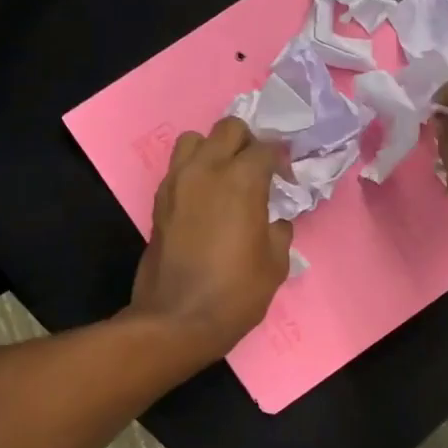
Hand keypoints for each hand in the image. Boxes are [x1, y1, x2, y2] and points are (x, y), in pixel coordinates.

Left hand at [130, 117, 291, 360]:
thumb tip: (275, 218)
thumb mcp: (275, 263)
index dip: (282, 160)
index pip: (267, 148)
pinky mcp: (160, 201)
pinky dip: (195, 170)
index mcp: (242, 180)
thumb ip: (279, 229)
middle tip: (259, 169)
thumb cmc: (235, 292)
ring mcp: (177, 182)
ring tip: (227, 175)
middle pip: (229, 128)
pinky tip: (207, 197)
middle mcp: (207, 170)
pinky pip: (179, 167)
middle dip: (249, 142)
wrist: (177, 319)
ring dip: (215, 149)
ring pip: (195, 139)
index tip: (288, 179)